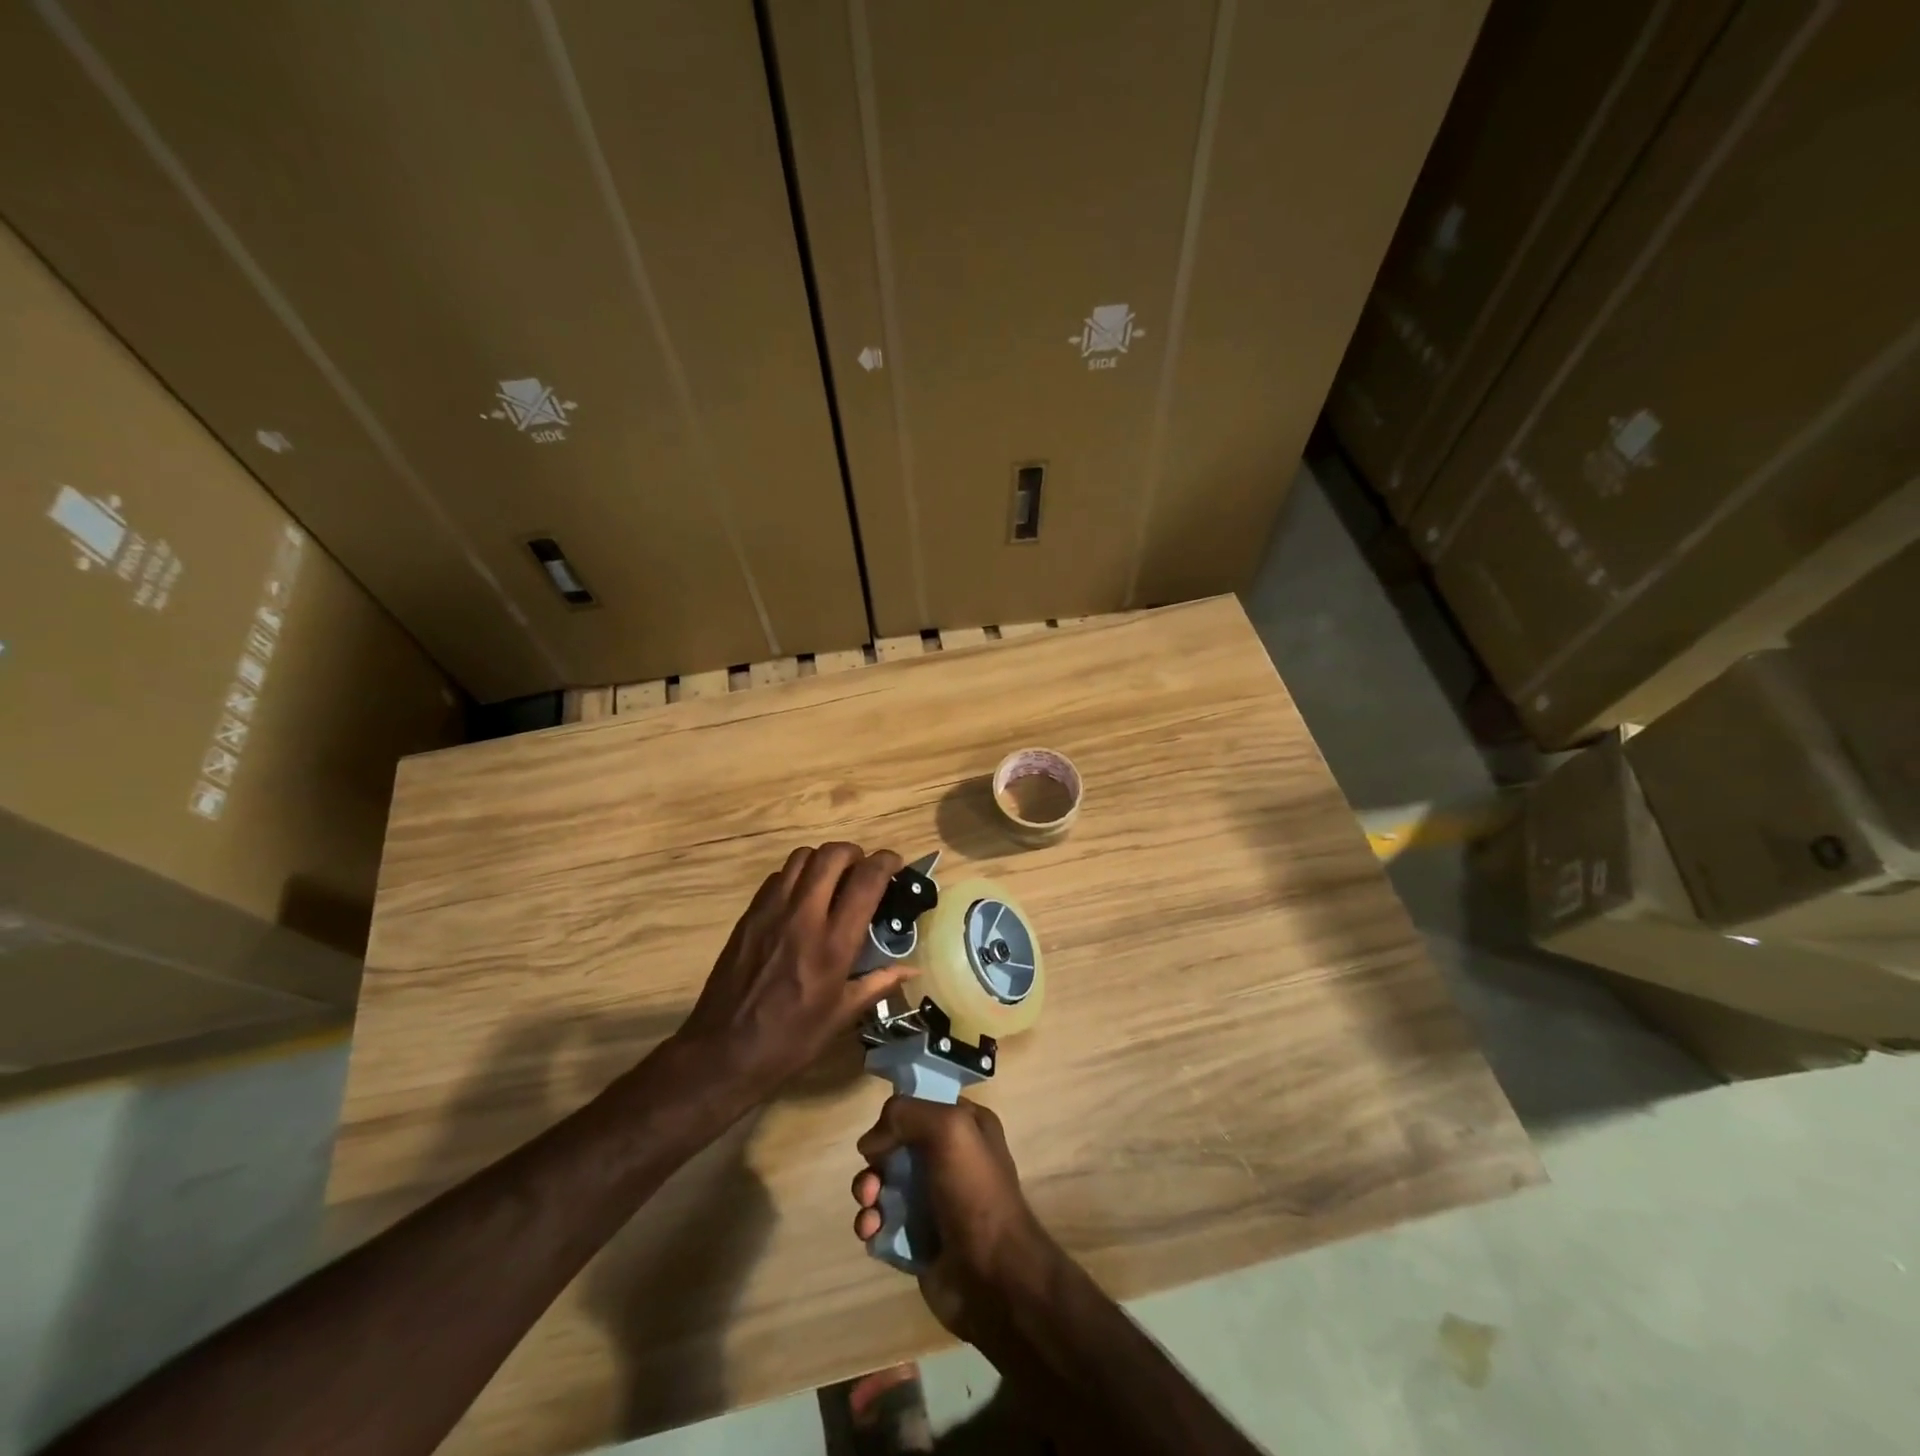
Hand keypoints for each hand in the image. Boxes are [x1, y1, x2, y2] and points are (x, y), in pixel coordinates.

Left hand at [677, 844, 910, 1103]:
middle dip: (854, 853)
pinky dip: (796, 875)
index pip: (866, 881)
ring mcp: (771, 912)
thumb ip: (878, 983)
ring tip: (833, 879)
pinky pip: (777, 877)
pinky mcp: (749, 915)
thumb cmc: (790, 1039)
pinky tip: (801, 898)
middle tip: (863, 869)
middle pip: (832, 855)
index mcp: (833, 944)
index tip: (895, 863)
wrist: (723, 1051)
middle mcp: (803, 917)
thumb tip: (911, 968)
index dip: (886, 862)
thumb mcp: (841, 1016)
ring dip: (823, 860)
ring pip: (802, 857)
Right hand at [851, 1097, 1058, 1336]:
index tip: (881, 1134)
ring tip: (870, 1210)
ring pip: (885, 1184)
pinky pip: (883, 1222)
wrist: (994, 1277)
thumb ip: (906, 1115)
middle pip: (897, 1146)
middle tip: (872, 1183)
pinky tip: (872, 1233)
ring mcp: (934, 1201)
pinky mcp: (918, 1240)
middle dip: (876, 1162)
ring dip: (868, 1193)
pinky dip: (871, 1224)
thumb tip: (871, 1142)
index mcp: (967, 1126)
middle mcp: (950, 1159)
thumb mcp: (949, 1129)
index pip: (922, 1105)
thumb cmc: (975, 1192)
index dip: (897, 1116)